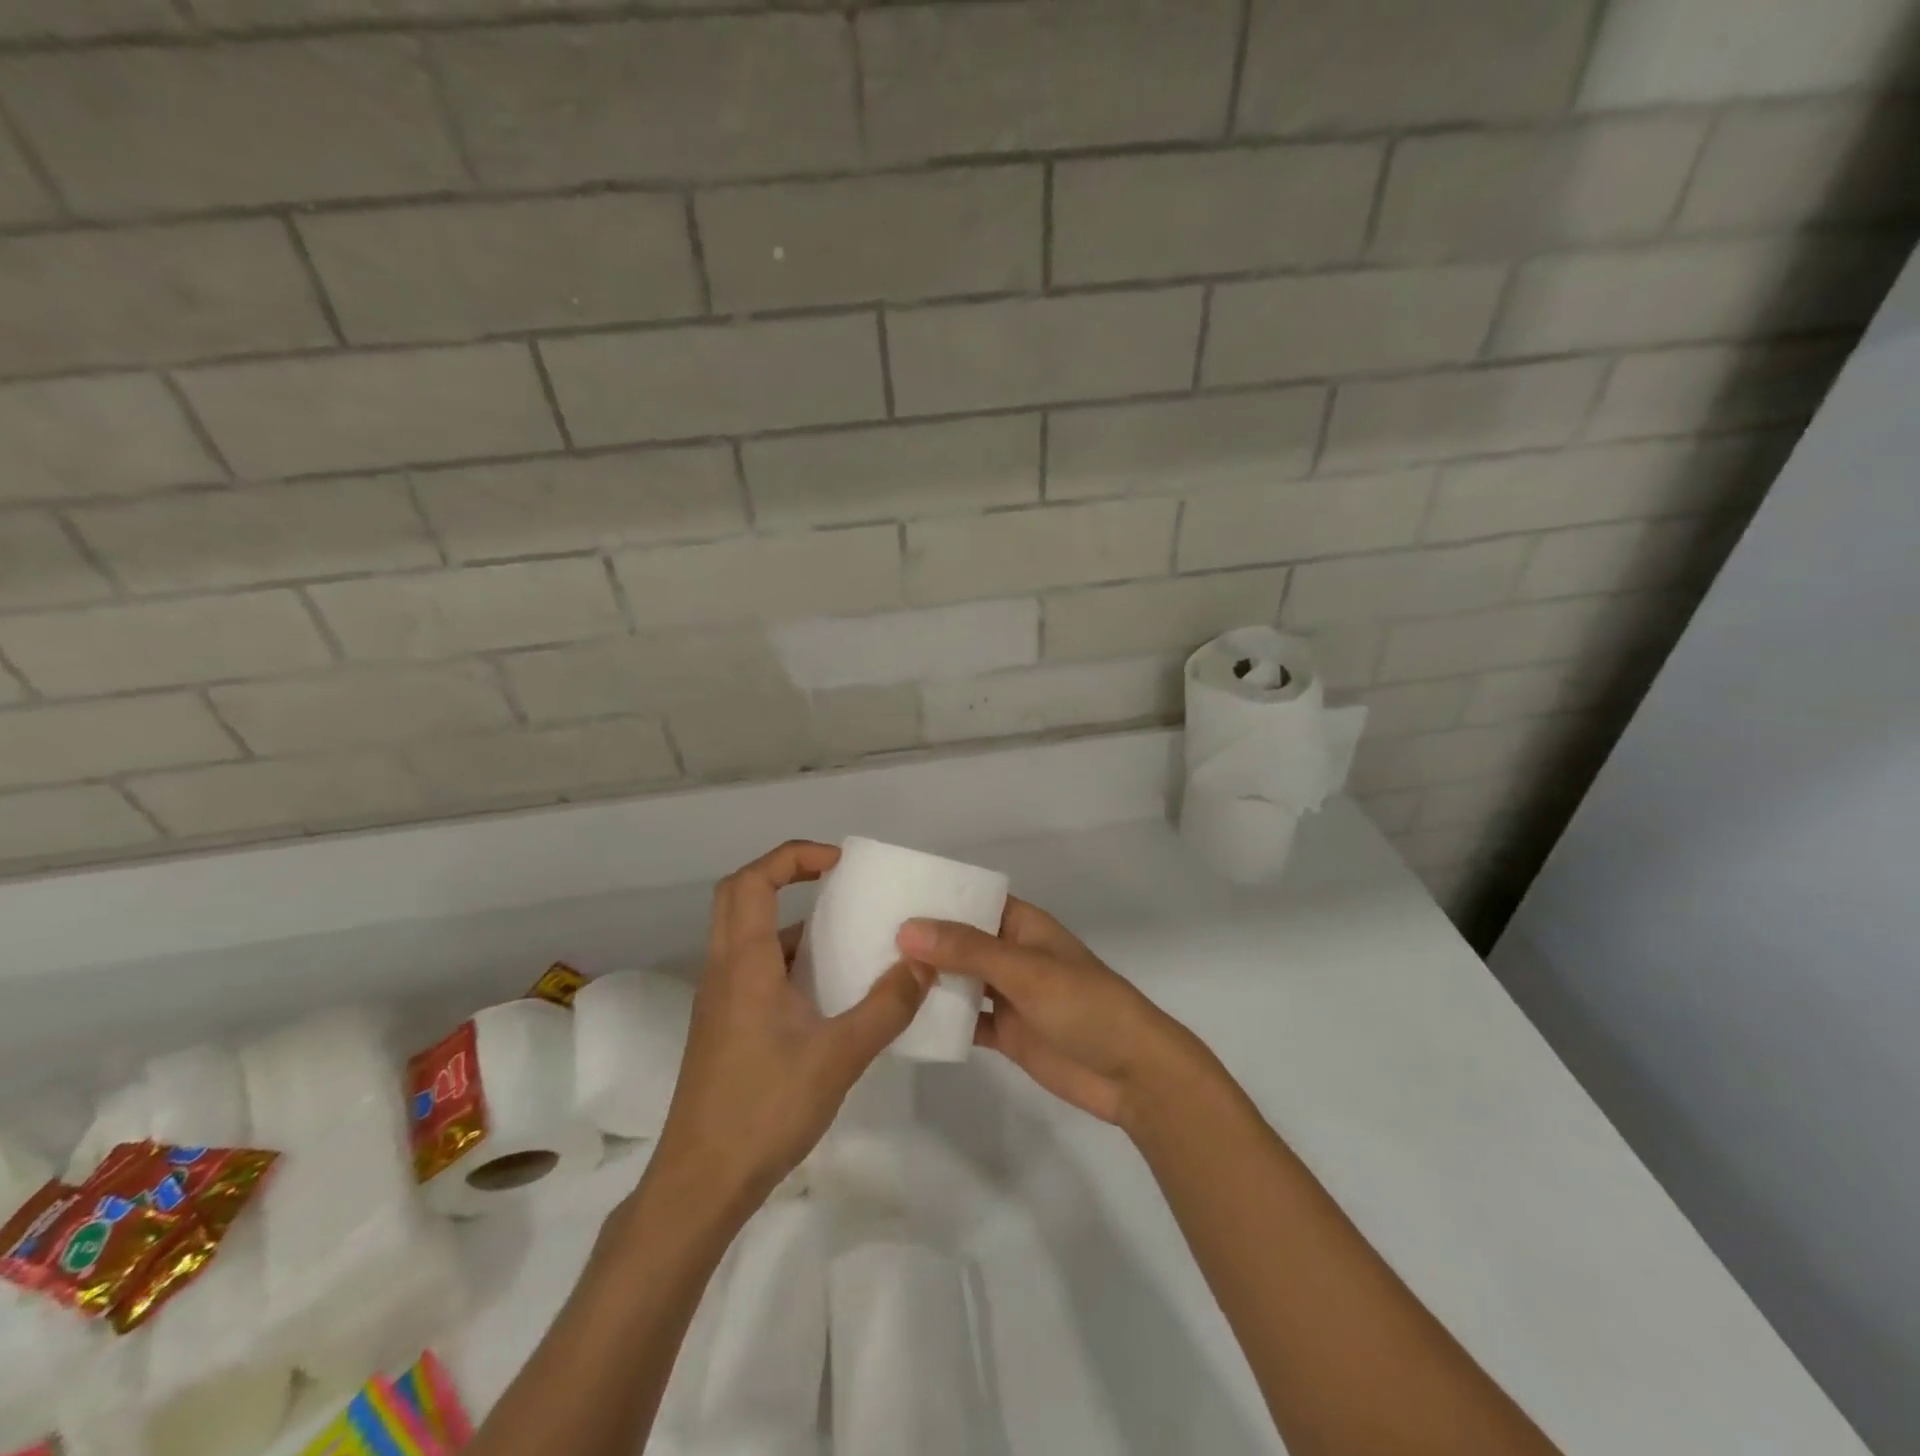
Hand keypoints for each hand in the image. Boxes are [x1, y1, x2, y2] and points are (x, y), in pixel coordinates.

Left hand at [653, 840, 932, 1215]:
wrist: (701, 1184)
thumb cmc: (765, 1109)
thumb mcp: (839, 1056)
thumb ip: (886, 1006)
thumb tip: (923, 962)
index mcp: (744, 964)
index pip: (753, 881)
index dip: (793, 857)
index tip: (839, 862)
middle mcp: (724, 970)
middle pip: (739, 896)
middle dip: (785, 875)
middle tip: (834, 881)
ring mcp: (720, 1000)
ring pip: (745, 934)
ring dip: (789, 920)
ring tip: (843, 934)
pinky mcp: (724, 1027)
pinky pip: (753, 968)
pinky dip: (787, 958)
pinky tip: (827, 991)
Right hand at [897, 899, 1200, 1131]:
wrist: (1131, 1074)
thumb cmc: (1085, 1005)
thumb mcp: (1026, 970)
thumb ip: (968, 950)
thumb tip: (907, 928)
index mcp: (1022, 925)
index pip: (972, 900)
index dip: (935, 896)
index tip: (887, 896)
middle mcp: (1011, 954)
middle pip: (959, 941)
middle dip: (922, 941)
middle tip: (864, 939)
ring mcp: (1007, 995)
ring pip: (958, 981)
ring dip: (926, 981)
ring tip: (871, 976)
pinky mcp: (1005, 1032)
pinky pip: (964, 1020)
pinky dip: (939, 1021)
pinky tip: (900, 1022)